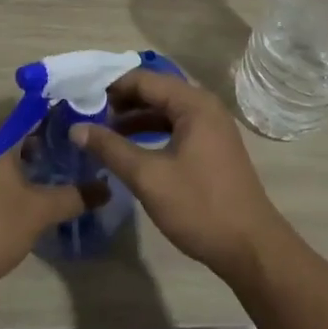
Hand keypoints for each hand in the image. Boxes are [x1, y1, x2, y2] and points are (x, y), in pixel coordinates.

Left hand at [0, 119, 101, 300]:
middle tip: (64, 156)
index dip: (55, 117)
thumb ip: (73, 196)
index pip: (30, 111)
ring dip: (18, 159)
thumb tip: (106, 188)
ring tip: (44, 177)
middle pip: (12, 130)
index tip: (77, 128)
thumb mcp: (39, 212)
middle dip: (38, 140)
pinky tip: (14, 196)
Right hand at [73, 70, 290, 286]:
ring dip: (135, 119)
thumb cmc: (199, 206)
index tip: (81, 98)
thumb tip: (76, 128)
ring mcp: (212, 127)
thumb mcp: (148, 177)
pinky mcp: (213, 148)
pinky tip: (132, 149)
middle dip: (121, 102)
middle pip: (155, 92)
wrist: (251, 249)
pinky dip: (152, 132)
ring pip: (165, 111)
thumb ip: (111, 148)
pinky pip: (176, 127)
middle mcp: (204, 106)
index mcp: (193, 103)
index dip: (111, 87)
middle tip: (88, 115)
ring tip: (103, 133)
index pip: (144, 80)